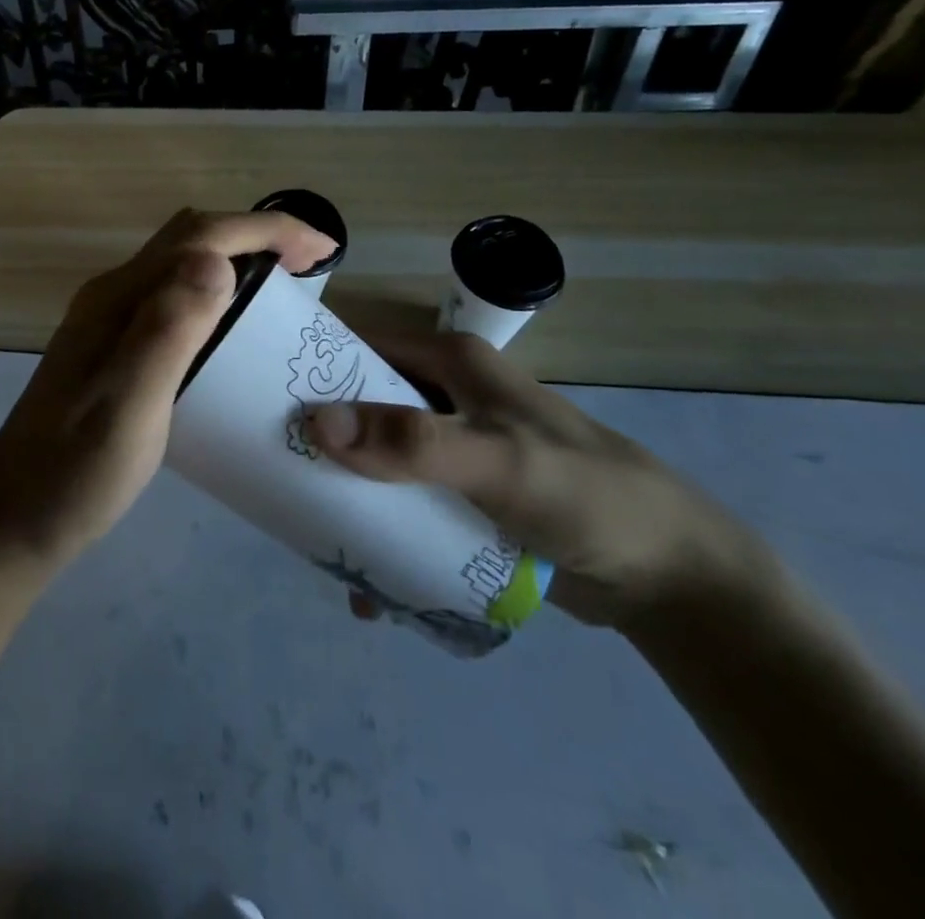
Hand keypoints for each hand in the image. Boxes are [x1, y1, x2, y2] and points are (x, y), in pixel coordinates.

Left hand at [0, 209, 336, 568]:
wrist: (13, 520)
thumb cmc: (76, 470)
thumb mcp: (130, 405)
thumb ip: (168, 330)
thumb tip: (217, 260)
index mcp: (119, 298)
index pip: (200, 235)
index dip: (266, 229)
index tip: (322, 249)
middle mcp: (112, 296)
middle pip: (189, 238)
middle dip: (254, 236)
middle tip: (308, 268)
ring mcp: (108, 322)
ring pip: (180, 265)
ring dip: (234, 261)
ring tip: (280, 293)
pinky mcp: (112, 349)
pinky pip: (172, 298)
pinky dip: (215, 294)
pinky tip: (232, 334)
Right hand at [303, 329, 770, 630]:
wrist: (671, 578)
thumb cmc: (585, 496)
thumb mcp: (498, 463)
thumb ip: (411, 443)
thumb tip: (314, 423)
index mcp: (448, 361)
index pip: (357, 345)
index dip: (307, 365)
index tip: (254, 400)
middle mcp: (444, 394)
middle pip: (359, 403)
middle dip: (317, 438)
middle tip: (270, 473)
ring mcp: (452, 447)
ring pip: (376, 457)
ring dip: (344, 492)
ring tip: (304, 532)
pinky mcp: (462, 495)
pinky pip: (402, 502)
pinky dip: (378, 531)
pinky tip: (363, 579)